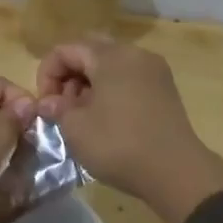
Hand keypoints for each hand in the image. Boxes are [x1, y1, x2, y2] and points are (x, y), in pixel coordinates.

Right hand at [35, 36, 222, 222]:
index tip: (45, 105)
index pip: (65, 50)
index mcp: (110, 56)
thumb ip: (57, 108)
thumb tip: (49, 102)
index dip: (47, 75)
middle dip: (69, 75)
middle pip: (90, 51)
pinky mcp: (165, 89)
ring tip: (82, 115)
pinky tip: (106, 118)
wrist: (176, 172)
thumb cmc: (119, 145)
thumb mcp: (76, 128)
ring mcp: (154, 70)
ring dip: (89, 83)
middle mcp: (134, 54)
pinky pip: (129, 78)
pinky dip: (111, 90)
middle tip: (62, 105)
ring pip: (111, 64)